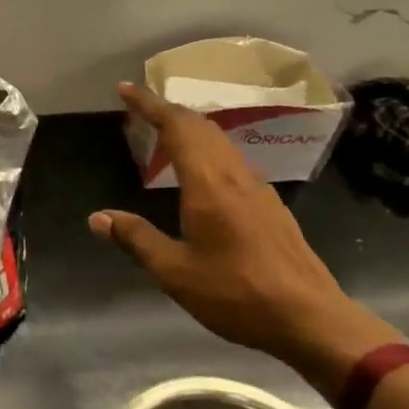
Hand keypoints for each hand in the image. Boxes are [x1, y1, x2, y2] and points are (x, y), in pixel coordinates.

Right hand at [92, 81, 401, 391]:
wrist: (310, 319)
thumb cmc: (237, 293)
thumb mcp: (175, 272)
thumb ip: (136, 239)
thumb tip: (97, 218)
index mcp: (208, 183)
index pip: (175, 127)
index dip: (148, 104)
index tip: (125, 89)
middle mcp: (234, 175)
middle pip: (199, 126)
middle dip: (168, 110)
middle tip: (141, 107)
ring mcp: (257, 188)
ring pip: (219, 141)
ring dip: (190, 127)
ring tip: (166, 133)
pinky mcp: (270, 205)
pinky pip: (232, 159)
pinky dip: (208, 148)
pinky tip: (203, 172)